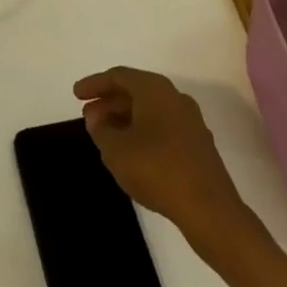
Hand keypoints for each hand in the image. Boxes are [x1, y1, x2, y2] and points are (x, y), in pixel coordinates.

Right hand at [74, 66, 249, 244]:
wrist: (210, 210)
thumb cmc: (158, 170)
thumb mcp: (117, 150)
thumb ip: (101, 130)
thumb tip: (96, 117)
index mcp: (154, 89)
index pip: (118, 76)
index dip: (94, 84)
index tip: (76, 95)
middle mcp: (174, 96)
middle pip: (135, 91)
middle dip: (109, 102)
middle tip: (88, 116)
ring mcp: (190, 121)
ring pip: (150, 110)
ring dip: (125, 119)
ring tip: (106, 136)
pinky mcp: (198, 145)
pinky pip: (163, 127)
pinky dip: (143, 132)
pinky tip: (133, 153)